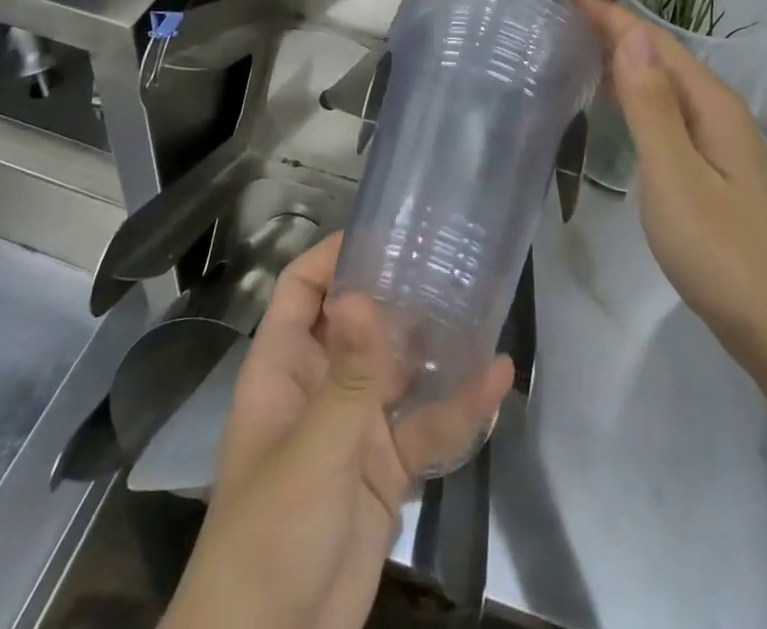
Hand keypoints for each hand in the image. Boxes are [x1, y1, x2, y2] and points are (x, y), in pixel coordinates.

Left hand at [163, 234, 513, 628]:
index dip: (335, 256)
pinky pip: (425, 425)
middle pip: (359, 321)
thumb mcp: (312, 450)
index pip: (303, 290)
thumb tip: (364, 293)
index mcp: (284, 368)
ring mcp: (354, 427)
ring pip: (398, 369)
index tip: (385, 233)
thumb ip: (348, 377)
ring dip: (434, 344)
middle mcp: (320, 385)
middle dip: (397, 292)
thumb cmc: (270, 533)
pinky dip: (457, 406)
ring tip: (480, 304)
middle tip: (447, 258)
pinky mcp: (385, 468)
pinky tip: (496, 379)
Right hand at [574, 0, 766, 360]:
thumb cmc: (717, 249)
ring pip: (664, 83)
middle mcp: (718, 111)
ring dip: (625, 60)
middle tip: (564, 18)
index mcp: (712, 104)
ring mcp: (718, 139)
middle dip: (616, 32)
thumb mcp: (674, 174)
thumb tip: (631, 36)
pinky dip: (636, 94)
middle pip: (662, 57)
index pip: (655, 43)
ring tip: (579, 48)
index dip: (613, 18)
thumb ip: (651, 105)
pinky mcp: (711, 165)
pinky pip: (667, 110)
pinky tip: (615, 102)